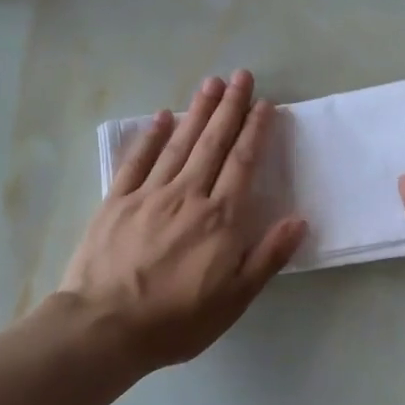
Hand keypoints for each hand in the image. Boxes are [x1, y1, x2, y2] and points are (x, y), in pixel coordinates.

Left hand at [57, 71, 306, 373]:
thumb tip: (299, 219)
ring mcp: (149, 195)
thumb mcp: (236, 299)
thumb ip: (268, 256)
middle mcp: (188, 196)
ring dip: (197, 111)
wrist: (105, 328)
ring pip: (179, 144)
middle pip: (213, 143)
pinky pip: (137, 161)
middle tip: (242, 75)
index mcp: (221, 218)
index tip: (265, 104)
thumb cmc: (178, 320)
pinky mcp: (116, 202)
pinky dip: (151, 136)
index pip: (243, 163)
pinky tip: (163, 117)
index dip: (256, 131)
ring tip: (211, 83)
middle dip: (230, 107)